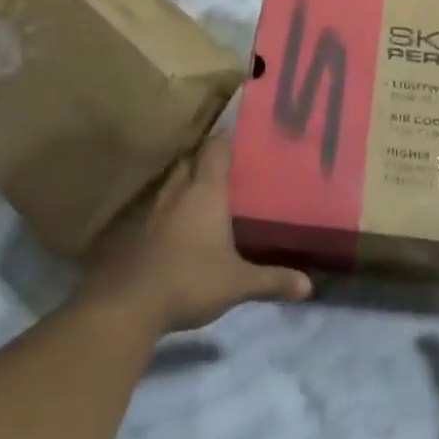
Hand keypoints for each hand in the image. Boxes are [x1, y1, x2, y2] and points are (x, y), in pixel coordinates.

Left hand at [80, 134, 312, 335]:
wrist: (130, 306)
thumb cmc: (191, 280)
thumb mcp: (239, 283)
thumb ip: (272, 280)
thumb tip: (309, 286)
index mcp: (205, 192)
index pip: (215, 150)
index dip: (225, 138)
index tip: (238, 132)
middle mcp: (178, 194)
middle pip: (189, 162)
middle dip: (204, 158)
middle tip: (225, 164)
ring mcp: (154, 214)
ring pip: (171, 184)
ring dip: (185, 182)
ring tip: (204, 190)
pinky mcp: (138, 235)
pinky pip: (159, 210)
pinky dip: (172, 209)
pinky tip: (181, 224)